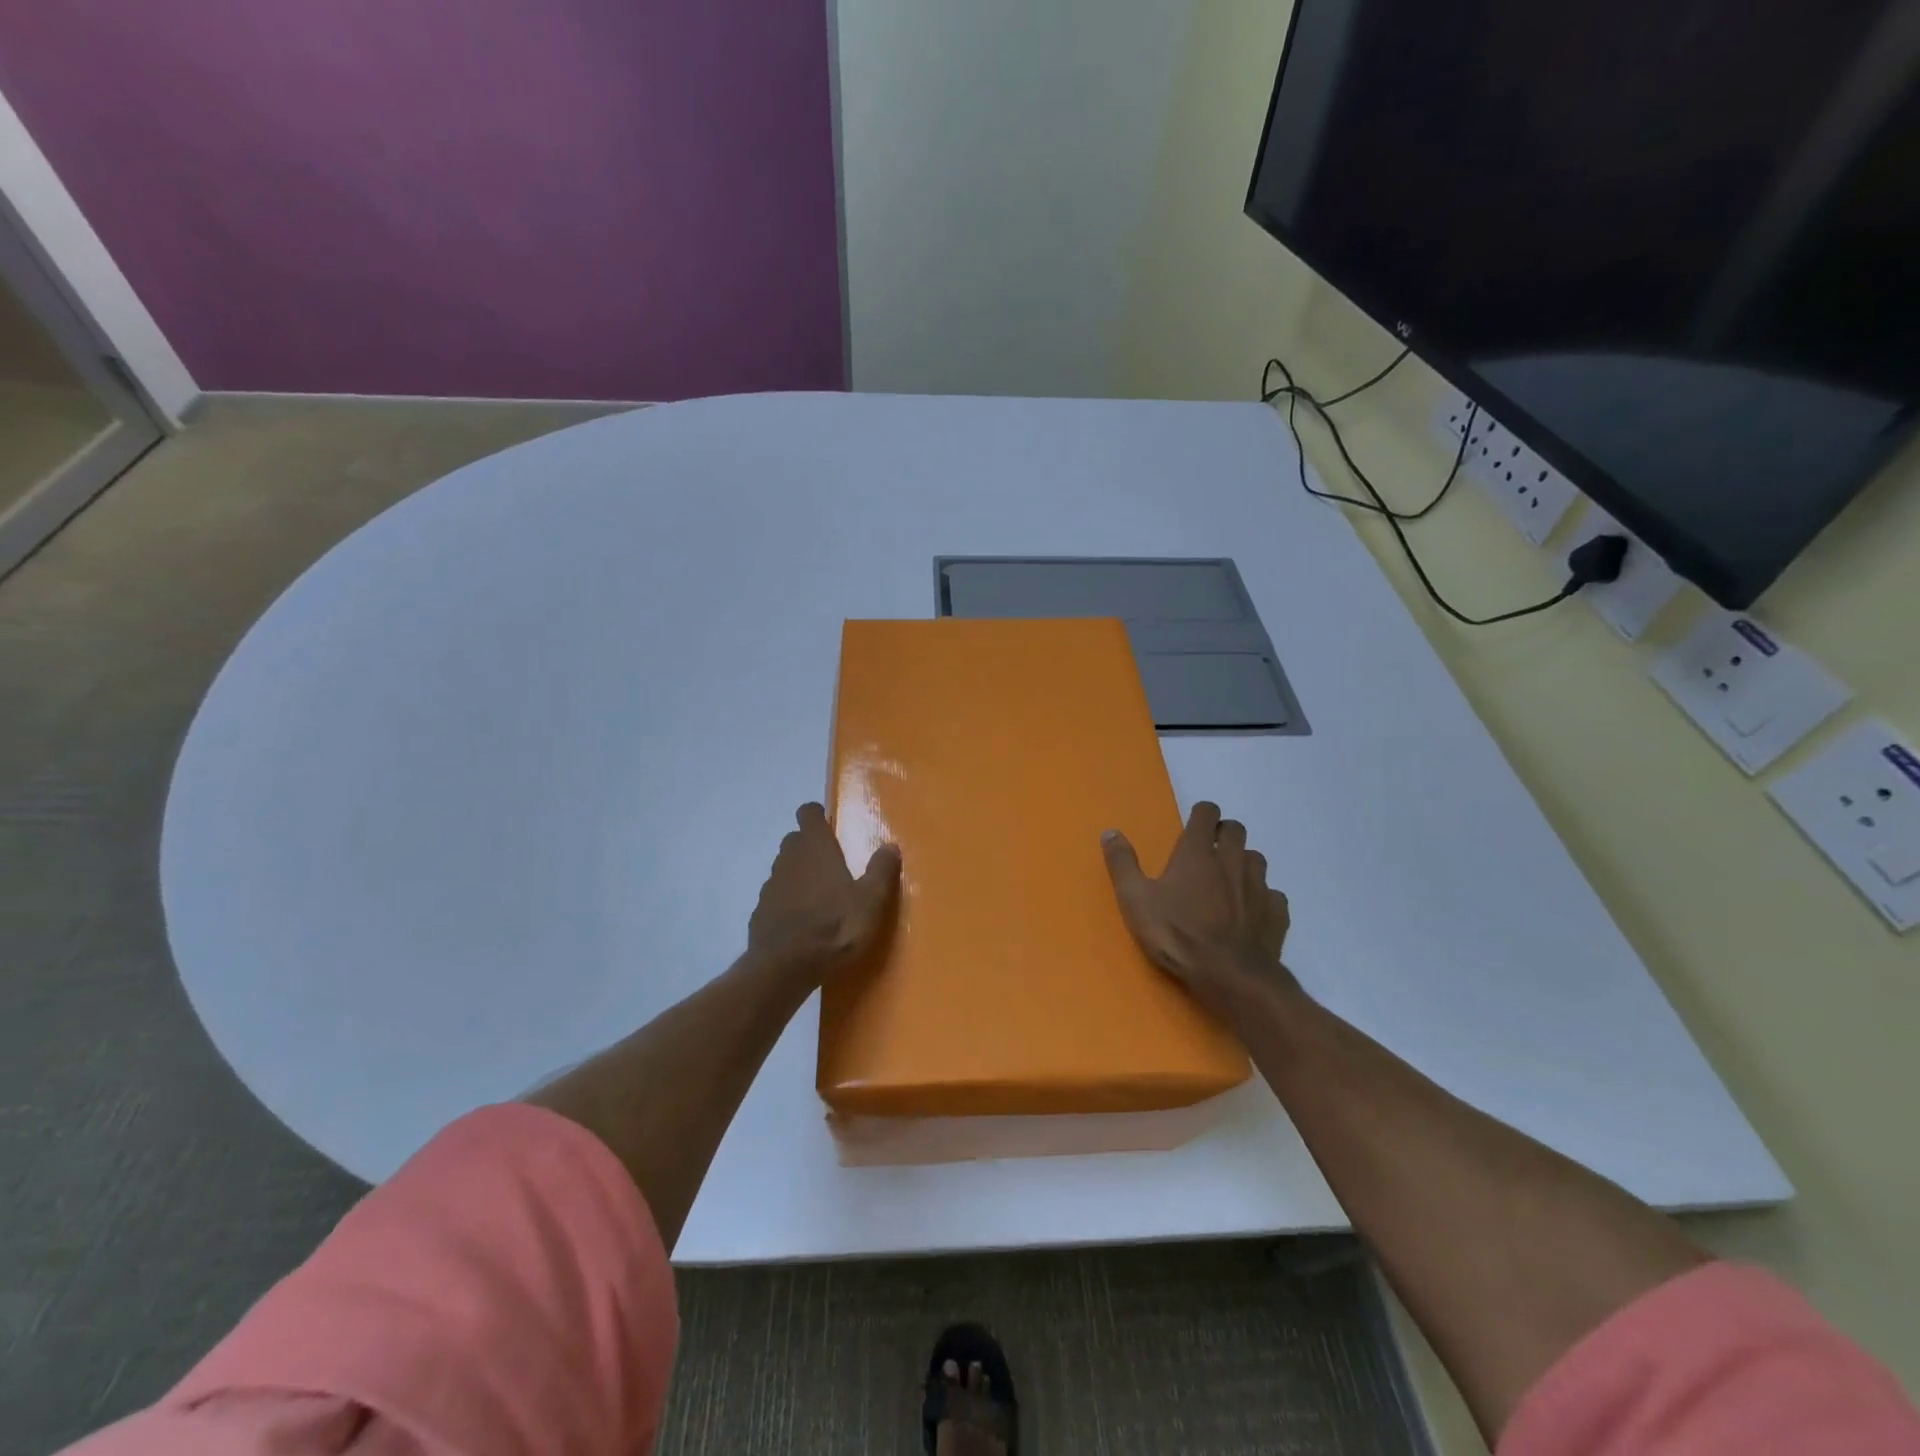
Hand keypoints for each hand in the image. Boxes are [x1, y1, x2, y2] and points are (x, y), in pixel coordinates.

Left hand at [747, 803, 900, 985]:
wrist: (785, 968)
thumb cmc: (834, 927)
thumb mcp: (871, 901)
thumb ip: (881, 870)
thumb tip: (890, 846)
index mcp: (816, 849)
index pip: (808, 813)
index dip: (817, 814)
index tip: (829, 823)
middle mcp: (789, 859)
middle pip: (795, 840)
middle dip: (810, 845)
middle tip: (831, 863)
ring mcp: (771, 885)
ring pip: (784, 868)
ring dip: (798, 874)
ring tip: (820, 895)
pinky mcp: (760, 912)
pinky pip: (775, 896)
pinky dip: (787, 901)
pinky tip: (802, 921)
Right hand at [1101, 801, 1295, 1014]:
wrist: (1229, 976)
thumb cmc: (1176, 934)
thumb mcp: (1135, 899)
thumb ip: (1122, 863)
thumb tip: (1110, 831)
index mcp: (1198, 852)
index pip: (1207, 812)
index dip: (1201, 814)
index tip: (1193, 826)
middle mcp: (1233, 860)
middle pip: (1236, 830)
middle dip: (1224, 834)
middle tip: (1208, 852)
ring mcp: (1259, 885)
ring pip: (1256, 859)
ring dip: (1243, 863)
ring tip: (1228, 882)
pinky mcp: (1277, 912)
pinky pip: (1272, 894)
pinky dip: (1261, 897)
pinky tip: (1250, 912)